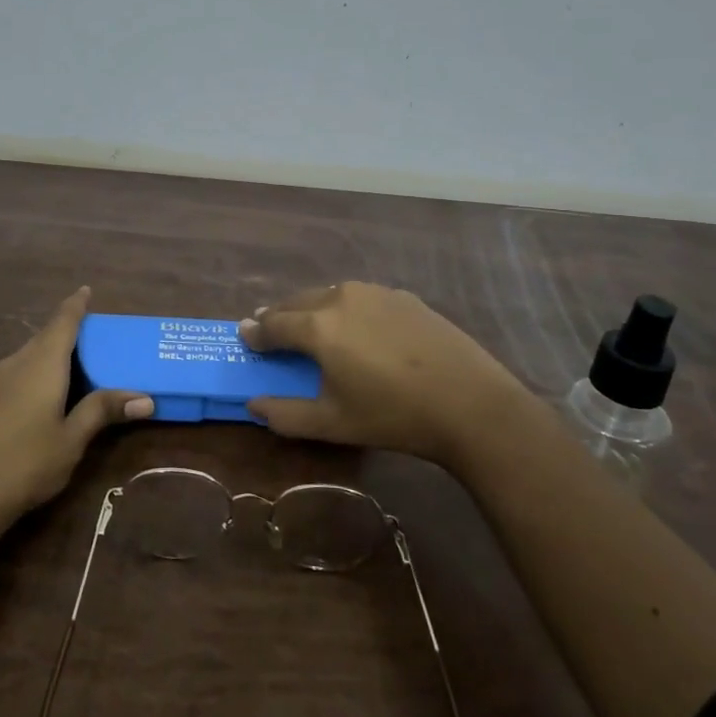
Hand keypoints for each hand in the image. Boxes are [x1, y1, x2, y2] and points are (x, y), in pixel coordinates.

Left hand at [0, 287, 150, 537]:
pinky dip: (37, 370)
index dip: (76, 305)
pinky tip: (46, 393)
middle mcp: (16, 363)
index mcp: (41, 364)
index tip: (86, 290)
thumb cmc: (25, 463)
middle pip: (45, 337)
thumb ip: (103, 411)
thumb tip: (145, 398)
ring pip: (29, 355)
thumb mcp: (72, 439)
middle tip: (96, 336)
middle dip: (68, 331)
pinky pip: (18, 372)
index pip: (62, 322)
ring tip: (77, 363)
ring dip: (52, 353)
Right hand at [239, 281, 538, 467]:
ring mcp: (375, 293)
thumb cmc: (393, 416)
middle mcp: (340, 297)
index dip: (256, 332)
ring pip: (329, 294)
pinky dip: (346, 308)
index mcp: (318, 326)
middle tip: (271, 331)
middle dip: (280, 316)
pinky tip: (358, 328)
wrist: (470, 403)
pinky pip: (361, 297)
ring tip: (311, 326)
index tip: (244, 336)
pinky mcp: (403, 297)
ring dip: (312, 308)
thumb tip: (253, 404)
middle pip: (298, 301)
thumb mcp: (332, 423)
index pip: (273, 323)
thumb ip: (285, 414)